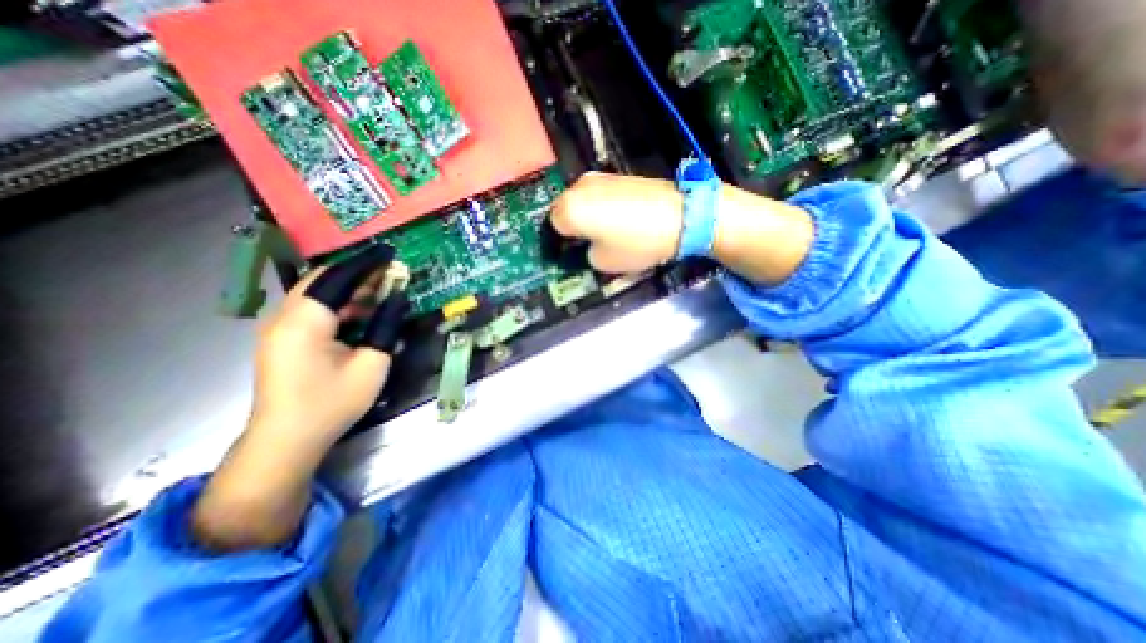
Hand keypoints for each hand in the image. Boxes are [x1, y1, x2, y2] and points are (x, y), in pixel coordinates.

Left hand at [195, 246, 406, 551]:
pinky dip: (340, 305)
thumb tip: (397, 298)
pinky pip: (314, 310)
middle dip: (358, 273)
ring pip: (318, 294)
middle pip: (323, 280)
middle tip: (391, 273)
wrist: (287, 439)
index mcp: (305, 320)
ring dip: (350, 289)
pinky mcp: (283, 339)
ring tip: (383, 290)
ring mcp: (280, 328)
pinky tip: (362, 313)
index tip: (391, 253)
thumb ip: (386, 325)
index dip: (366, 262)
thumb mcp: (372, 363)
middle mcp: (285, 316)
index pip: (338, 277)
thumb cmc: (332, 402)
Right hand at [548, 171, 808, 284]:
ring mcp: (600, 177)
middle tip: (588, 244)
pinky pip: (599, 195)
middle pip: (566, 210)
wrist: (682, 215)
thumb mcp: (603, 262)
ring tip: (607, 232)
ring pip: (582, 201)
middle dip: (573, 227)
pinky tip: (620, 219)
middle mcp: (579, 186)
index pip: (552, 227)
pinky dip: (602, 207)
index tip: (573, 254)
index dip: (562, 243)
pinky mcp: (618, 175)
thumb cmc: (637, 243)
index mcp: (570, 208)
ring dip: (587, 216)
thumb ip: (585, 254)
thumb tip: (586, 245)